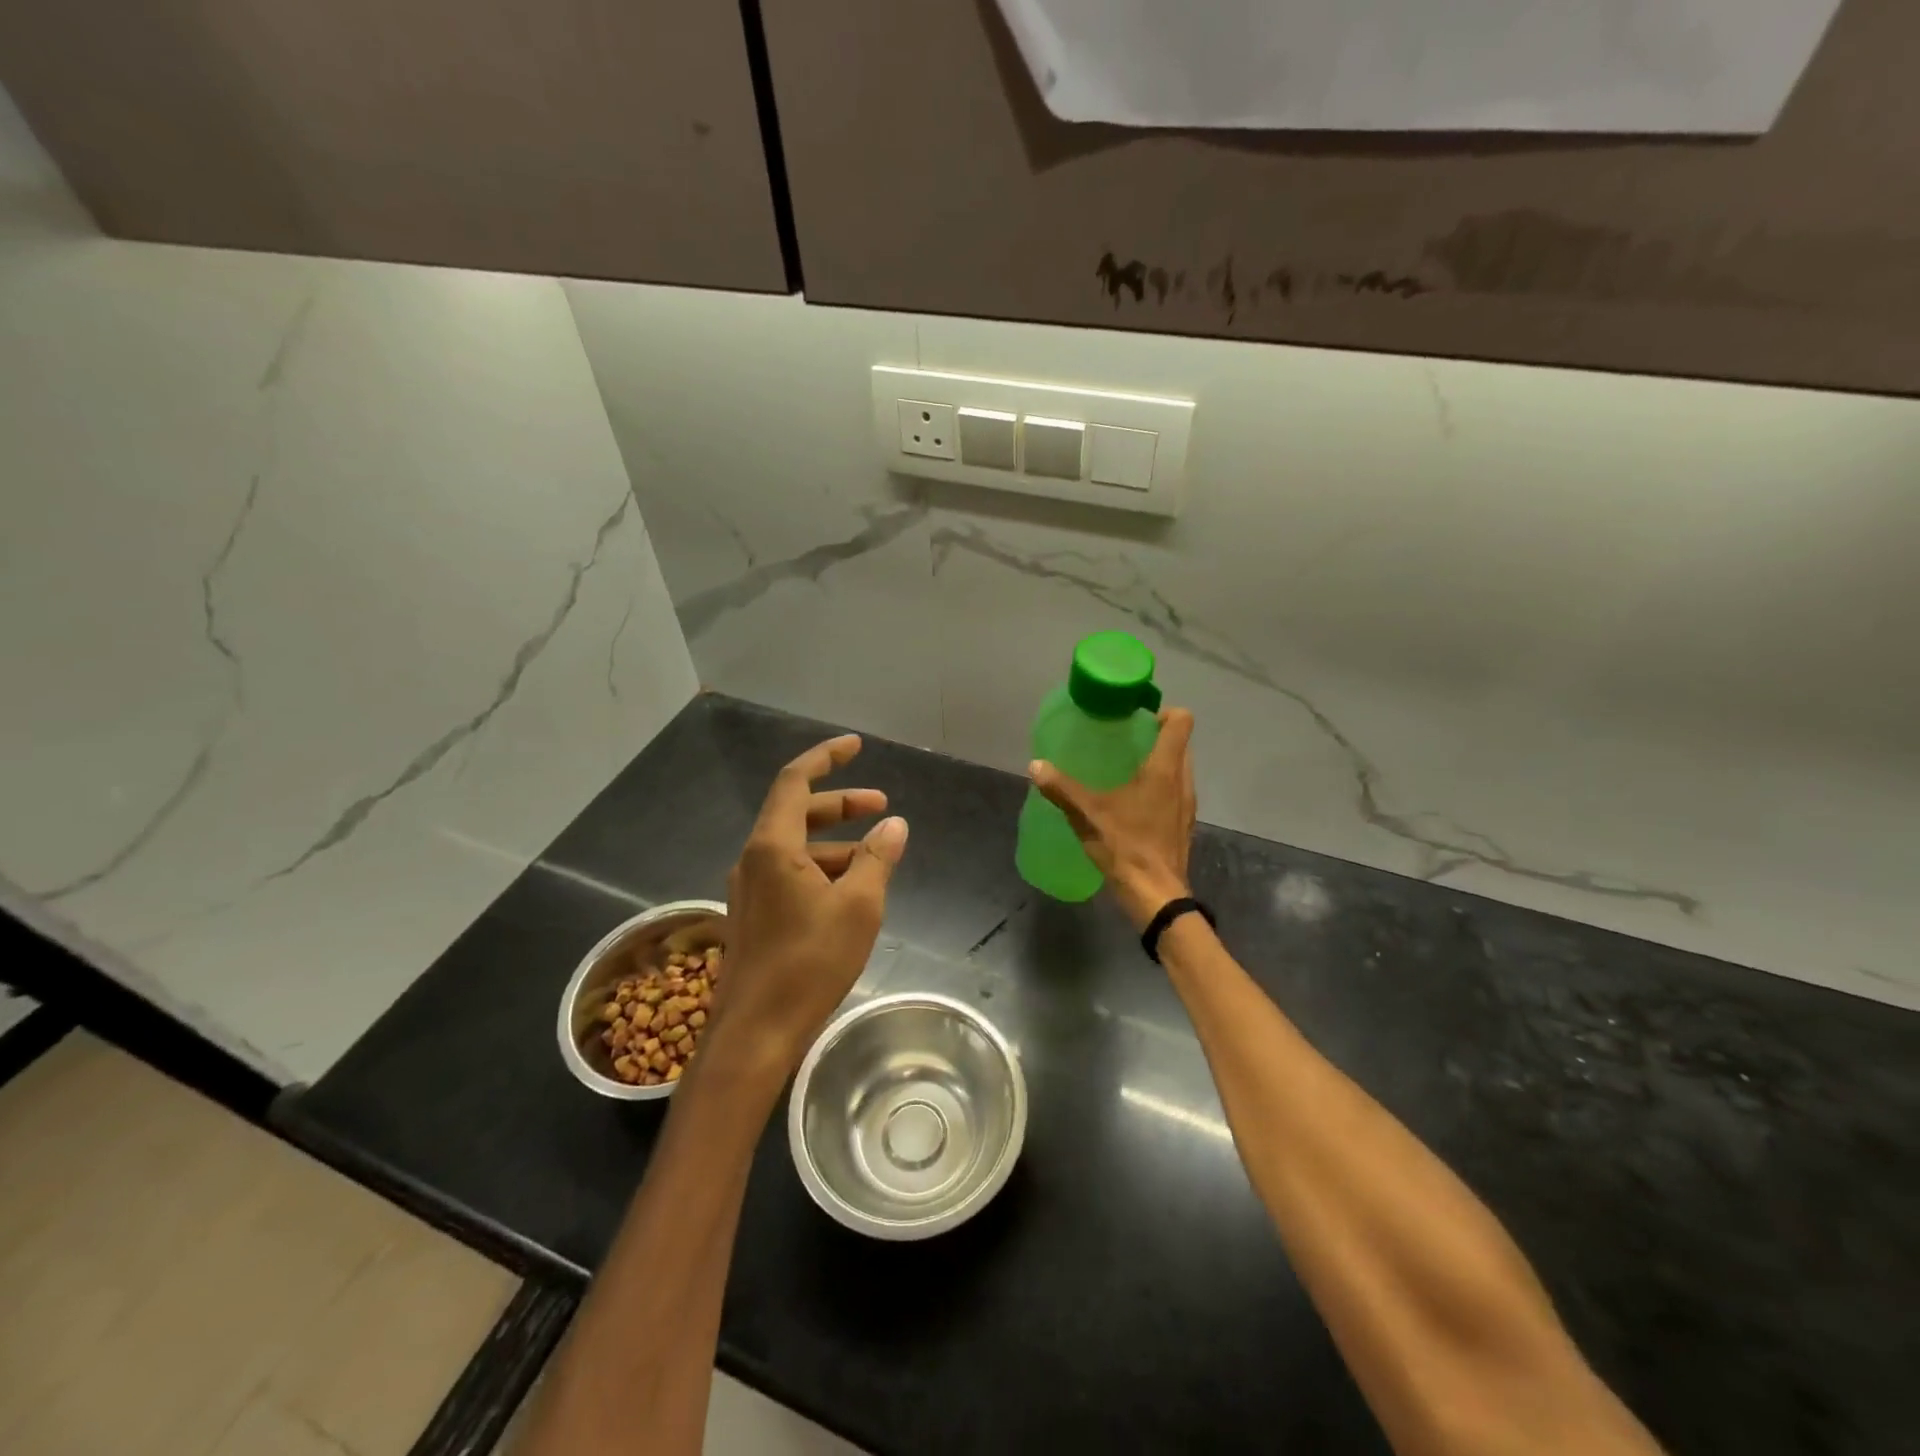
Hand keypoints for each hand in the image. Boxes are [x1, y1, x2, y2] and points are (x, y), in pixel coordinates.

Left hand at [711, 734, 907, 1077]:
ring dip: (834, 842)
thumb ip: (876, 858)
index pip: (795, 781)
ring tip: (875, 856)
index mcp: (773, 846)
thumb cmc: (809, 964)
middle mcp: (754, 859)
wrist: (754, 1034)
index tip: (855, 746)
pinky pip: (789, 873)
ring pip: (795, 846)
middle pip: (796, 812)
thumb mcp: (858, 907)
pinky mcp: (754, 915)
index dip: (826, 757)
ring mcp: (749, 889)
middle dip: (840, 803)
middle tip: (881, 806)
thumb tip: (894, 824)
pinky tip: (848, 892)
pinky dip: (821, 869)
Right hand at [1030, 707, 1195, 930]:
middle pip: (1180, 743)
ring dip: (1159, 763)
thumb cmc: (1126, 847)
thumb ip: (1061, 788)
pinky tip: (1132, 802)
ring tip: (1124, 769)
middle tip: (1122, 740)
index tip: (1136, 718)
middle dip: (1155, 736)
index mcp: (1164, 769)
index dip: (1163, 711)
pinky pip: (1175, 792)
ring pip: (1179, 769)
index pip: (1181, 722)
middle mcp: (1182, 781)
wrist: (1156, 895)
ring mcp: (1187, 804)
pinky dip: (1159, 787)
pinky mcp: (1183, 824)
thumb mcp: (1087, 814)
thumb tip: (1035, 765)